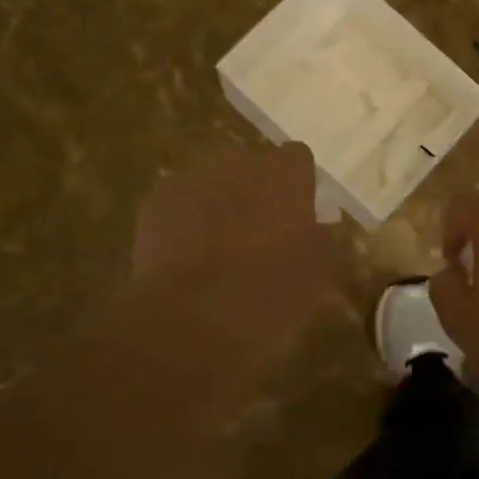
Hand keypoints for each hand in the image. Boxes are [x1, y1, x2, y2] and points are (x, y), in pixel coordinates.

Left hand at [129, 143, 340, 386]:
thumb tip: (317, 233)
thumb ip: (321, 245)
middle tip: (258, 236)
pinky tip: (185, 260)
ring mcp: (193, 179)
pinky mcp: (156, 202)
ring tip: (217, 252)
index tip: (297, 216)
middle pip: (252, 168)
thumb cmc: (269, 295)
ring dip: (218, 206)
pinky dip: (183, 224)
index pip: (298, 158)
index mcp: (285, 176)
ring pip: (212, 184)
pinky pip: (178, 205)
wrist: (192, 319)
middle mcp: (240, 164)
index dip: (298, 186)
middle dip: (255, 193)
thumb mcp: (316, 277)